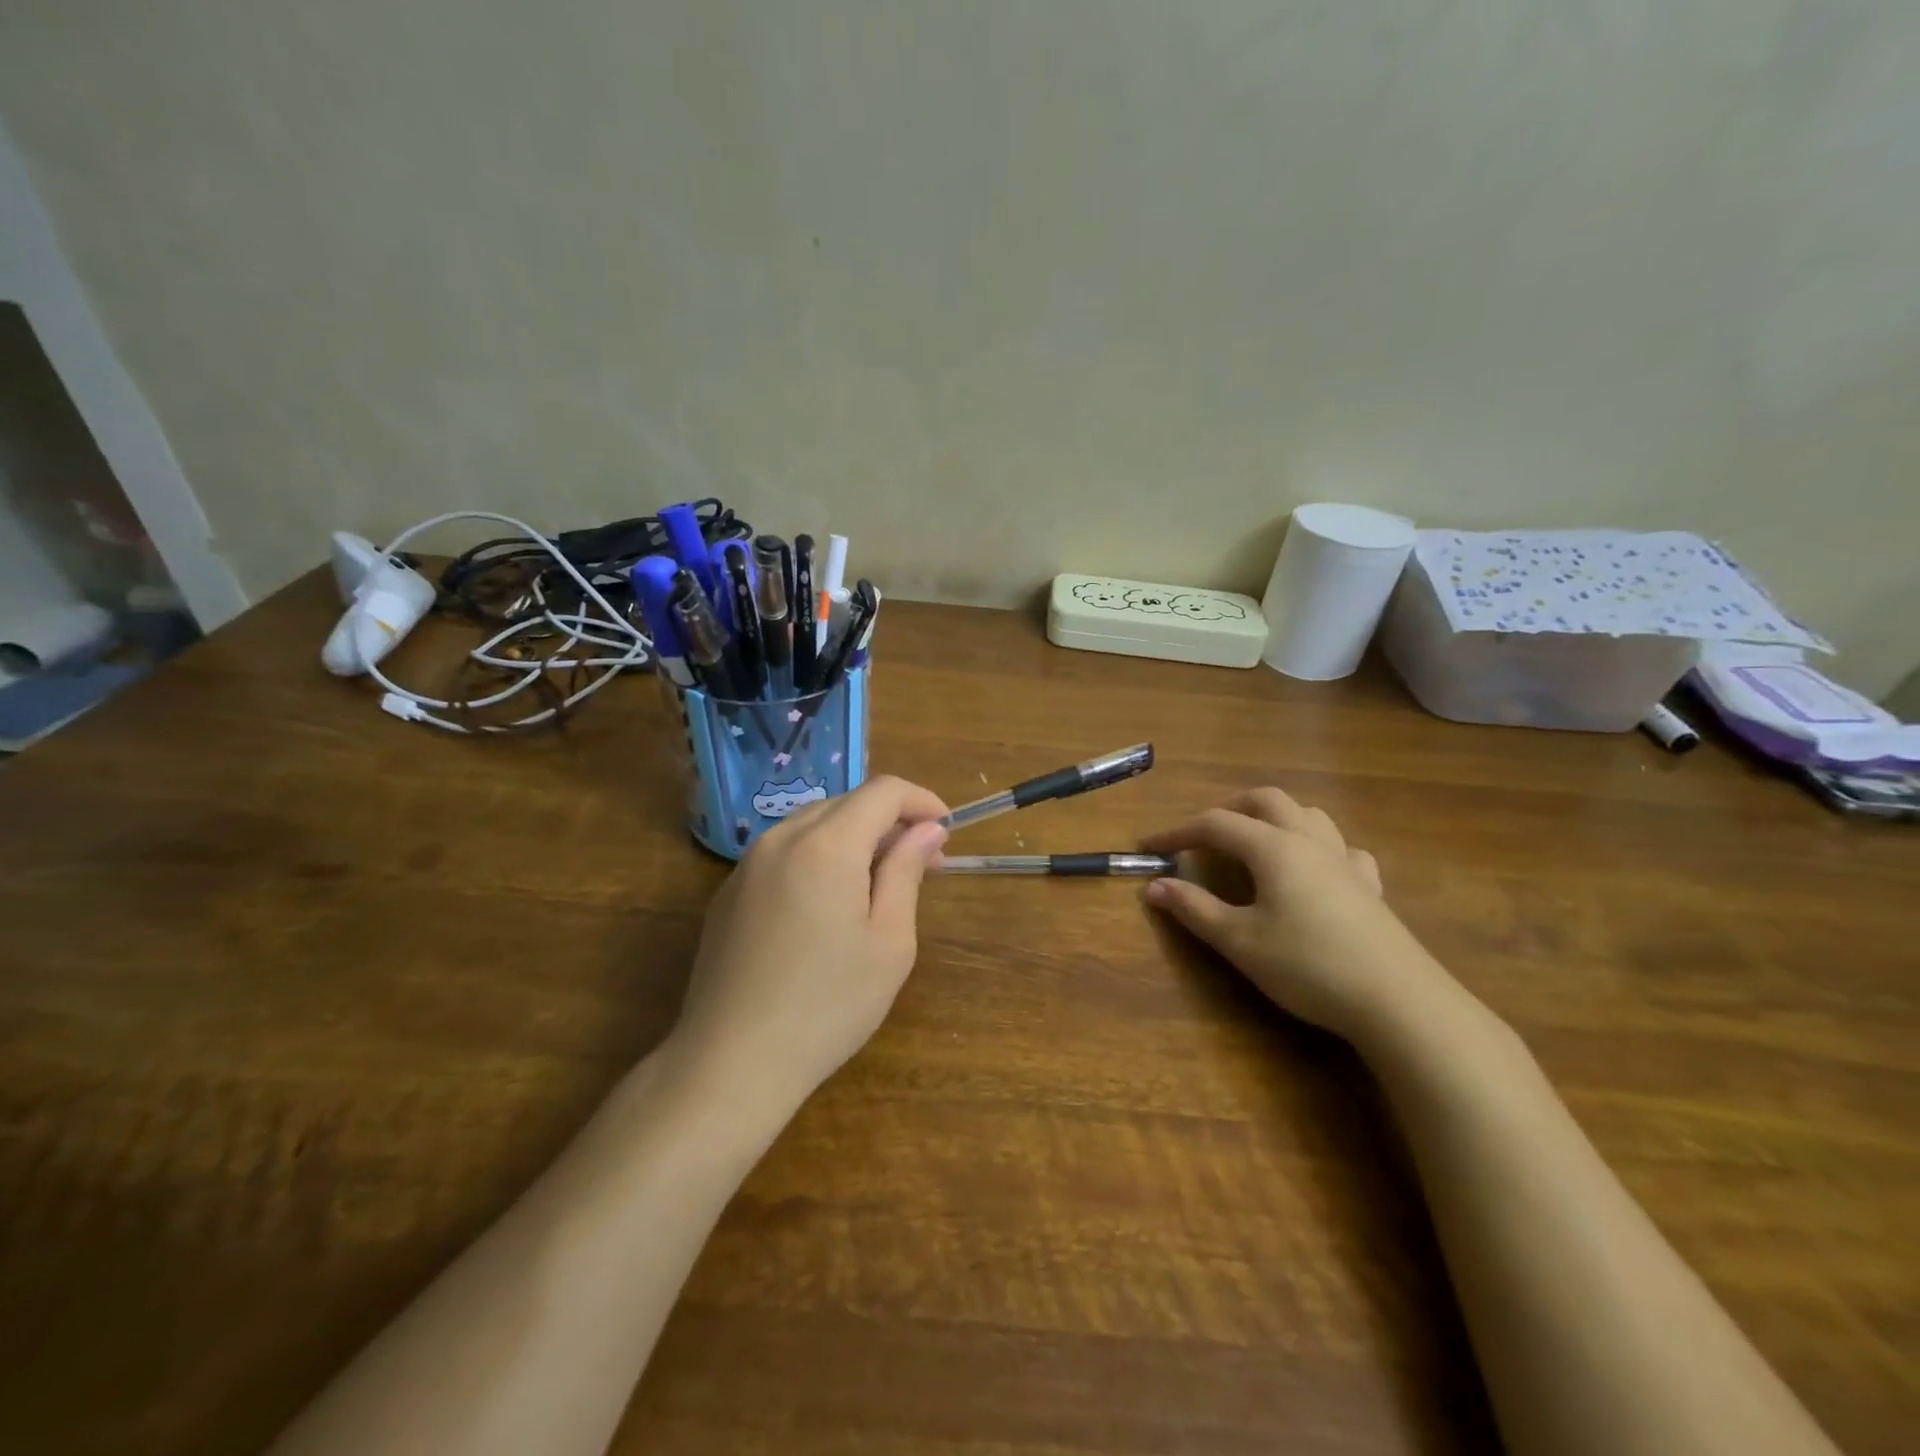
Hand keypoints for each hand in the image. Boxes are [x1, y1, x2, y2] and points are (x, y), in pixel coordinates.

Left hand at [671, 775, 948, 1112]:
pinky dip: (819, 857)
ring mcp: (748, 864)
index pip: (883, 791)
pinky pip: (785, 852)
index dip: (921, 801)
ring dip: (855, 837)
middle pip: (847, 803)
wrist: (731, 1063)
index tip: (945, 830)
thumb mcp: (889, 942)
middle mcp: (781, 838)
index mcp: (826, 845)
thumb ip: (907, 872)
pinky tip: (828, 904)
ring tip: (878, 884)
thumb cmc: (828, 1006)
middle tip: (921, 863)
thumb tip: (927, 829)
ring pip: (814, 824)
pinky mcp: (729, 892)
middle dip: (890, 821)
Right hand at [1142, 787, 1454, 1043]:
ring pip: (1308, 815)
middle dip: (1228, 809)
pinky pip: (1342, 849)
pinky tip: (1315, 872)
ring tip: (1255, 843)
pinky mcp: (1370, 887)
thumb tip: (1155, 886)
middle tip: (1203, 835)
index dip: (1178, 832)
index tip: (1150, 845)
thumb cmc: (1308, 965)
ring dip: (1274, 818)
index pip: (1215, 824)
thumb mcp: (1239, 941)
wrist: (1399, 1001)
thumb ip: (1194, 909)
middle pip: (1266, 801)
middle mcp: (1309, 841)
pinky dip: (1317, 848)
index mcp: (1273, 847)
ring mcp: (1345, 861)